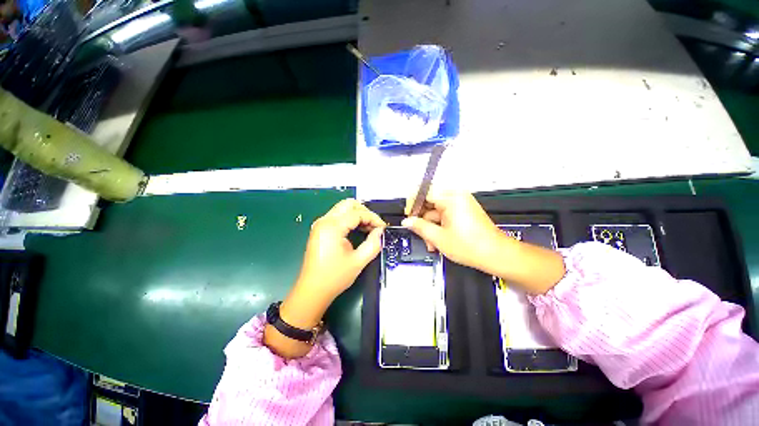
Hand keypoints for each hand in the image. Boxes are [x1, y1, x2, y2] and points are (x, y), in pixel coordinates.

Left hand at [296, 199, 385, 299]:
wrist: (312, 291)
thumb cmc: (334, 277)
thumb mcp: (358, 261)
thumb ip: (373, 244)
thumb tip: (380, 232)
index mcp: (332, 227)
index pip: (357, 213)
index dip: (373, 218)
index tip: (383, 228)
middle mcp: (324, 221)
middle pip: (348, 204)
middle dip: (365, 212)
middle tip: (374, 225)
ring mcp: (320, 224)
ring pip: (343, 209)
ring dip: (357, 215)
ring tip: (368, 229)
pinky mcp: (320, 230)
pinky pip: (338, 216)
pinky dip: (350, 220)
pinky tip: (358, 230)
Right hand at [402, 191, 564, 293]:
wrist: (496, 255)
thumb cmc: (471, 246)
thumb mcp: (439, 238)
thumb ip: (419, 227)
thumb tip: (407, 221)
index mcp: (450, 199)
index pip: (424, 193)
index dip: (412, 205)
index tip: (408, 216)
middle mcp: (456, 197)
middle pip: (429, 203)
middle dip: (423, 220)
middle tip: (419, 233)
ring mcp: (461, 203)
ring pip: (436, 211)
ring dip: (431, 226)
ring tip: (431, 243)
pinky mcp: (464, 210)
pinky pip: (445, 214)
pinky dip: (440, 226)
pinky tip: (438, 240)